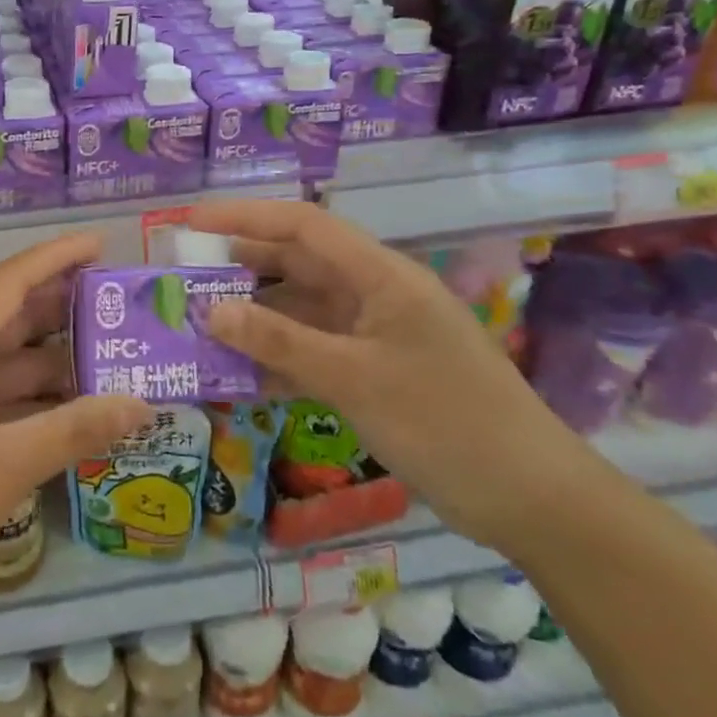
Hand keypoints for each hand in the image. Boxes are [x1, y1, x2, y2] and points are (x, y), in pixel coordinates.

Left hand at [0, 233, 153, 624]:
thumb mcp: (8, 466)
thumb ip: (77, 429)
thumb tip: (144, 404)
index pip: (9, 281)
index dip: (55, 257)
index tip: (100, 243)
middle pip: (6, 316)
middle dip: (60, 305)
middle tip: (116, 301)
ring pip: (1, 359)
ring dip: (49, 356)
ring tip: (107, 353)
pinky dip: (29, 395)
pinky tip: (69, 406)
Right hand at [188, 199, 603, 555]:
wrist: (531, 500)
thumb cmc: (446, 422)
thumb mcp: (355, 379)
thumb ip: (279, 342)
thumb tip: (211, 311)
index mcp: (380, 276)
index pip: (303, 225)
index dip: (244, 217)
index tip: (190, 223)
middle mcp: (374, 294)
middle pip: (297, 264)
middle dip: (241, 266)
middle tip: (185, 278)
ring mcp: (374, 334)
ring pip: (301, 310)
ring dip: (255, 317)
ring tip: (200, 326)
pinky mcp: (374, 371)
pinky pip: (313, 351)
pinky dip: (277, 358)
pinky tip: (239, 376)